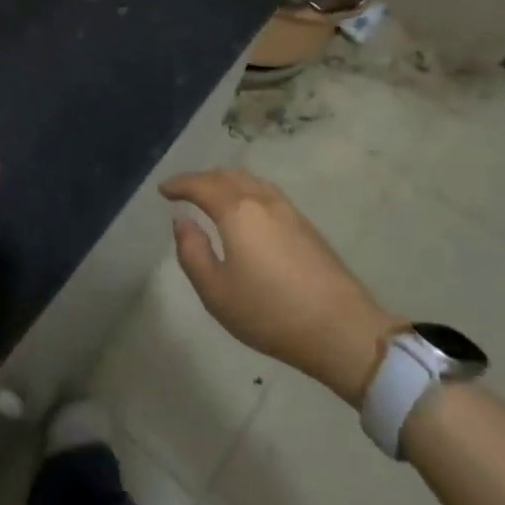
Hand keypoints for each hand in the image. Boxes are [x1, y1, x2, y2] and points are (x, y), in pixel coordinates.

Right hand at [160, 167, 396, 404]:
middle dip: (202, 179)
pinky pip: (267, 193)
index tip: (163, 190)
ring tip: (213, 197)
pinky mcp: (306, 225)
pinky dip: (246, 192)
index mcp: (237, 211)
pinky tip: (247, 211)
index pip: (201, 185)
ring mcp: (289, 210)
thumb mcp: (216, 291)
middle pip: (227, 176)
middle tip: (184, 191)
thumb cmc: (270, 312)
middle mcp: (262, 200)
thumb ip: (192, 252)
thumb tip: (182, 222)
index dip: (180, 184)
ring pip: (250, 181)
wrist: (341, 329)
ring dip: (226, 182)